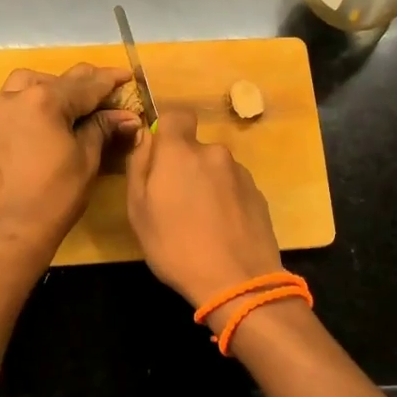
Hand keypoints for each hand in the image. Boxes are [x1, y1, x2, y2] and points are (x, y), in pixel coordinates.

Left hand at [0, 64, 139, 265]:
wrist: (9, 230)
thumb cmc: (54, 196)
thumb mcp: (86, 159)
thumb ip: (103, 128)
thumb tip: (127, 116)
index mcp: (44, 100)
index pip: (86, 85)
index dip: (110, 80)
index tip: (129, 75)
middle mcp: (17, 96)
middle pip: (59, 80)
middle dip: (86, 84)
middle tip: (111, 91)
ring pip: (31, 82)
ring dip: (56, 86)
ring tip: (77, 103)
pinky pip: (17, 98)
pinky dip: (36, 98)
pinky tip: (53, 115)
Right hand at [124, 107, 282, 312]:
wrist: (237, 281)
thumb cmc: (175, 247)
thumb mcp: (138, 210)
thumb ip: (139, 166)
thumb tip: (145, 136)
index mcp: (180, 152)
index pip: (177, 115)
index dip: (167, 129)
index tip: (160, 155)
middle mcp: (213, 153)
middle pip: (195, 148)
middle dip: (185, 166)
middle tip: (175, 203)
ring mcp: (240, 173)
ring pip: (215, 169)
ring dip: (207, 185)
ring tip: (201, 223)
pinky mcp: (258, 194)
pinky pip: (233, 188)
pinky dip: (225, 201)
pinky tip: (221, 230)